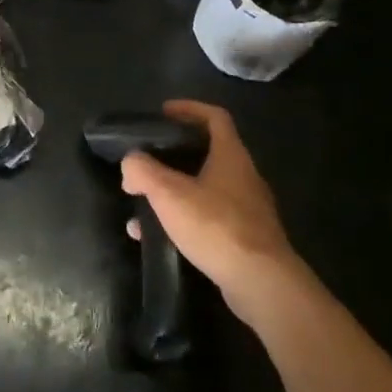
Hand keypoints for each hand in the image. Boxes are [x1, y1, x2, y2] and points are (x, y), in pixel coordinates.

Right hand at [122, 101, 307, 321]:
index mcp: (231, 155)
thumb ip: (143, 171)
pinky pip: (208, 218)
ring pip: (204, 188)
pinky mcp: (245, 238)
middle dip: (173, 155)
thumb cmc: (216, 226)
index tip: (163, 112)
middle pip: (207, 152)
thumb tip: (130, 163)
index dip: (189, 109)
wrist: (261, 283)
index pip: (214, 117)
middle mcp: (243, 176)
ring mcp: (248, 208)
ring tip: (143, 204)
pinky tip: (158, 237)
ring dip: (173, 191)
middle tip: (146, 161)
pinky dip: (182, 219)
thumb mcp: (169, 193)